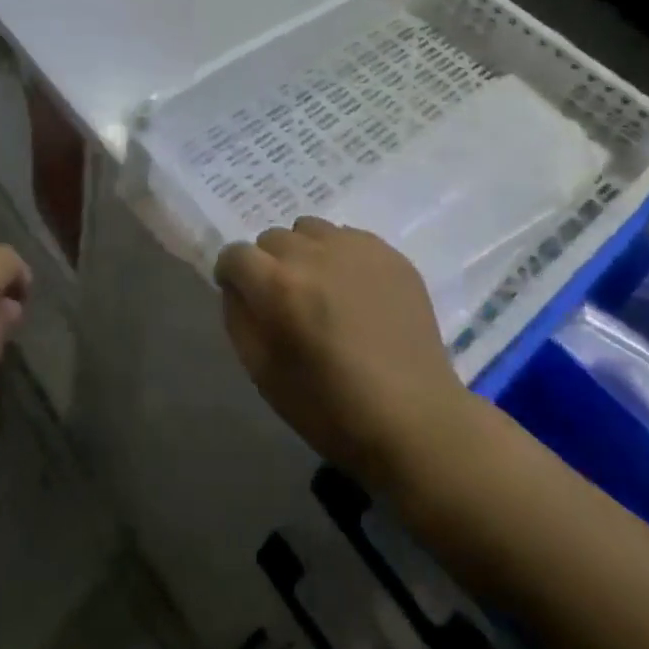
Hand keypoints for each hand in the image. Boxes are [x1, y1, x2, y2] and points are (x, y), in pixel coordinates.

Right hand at [217, 218, 471, 486]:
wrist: (415, 419)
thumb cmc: (331, 409)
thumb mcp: (263, 374)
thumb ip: (238, 318)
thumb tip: (235, 286)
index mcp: (279, 286)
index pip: (236, 254)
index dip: (232, 275)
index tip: (242, 295)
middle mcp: (314, 254)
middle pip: (271, 238)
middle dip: (269, 265)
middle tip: (287, 300)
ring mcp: (356, 248)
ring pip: (309, 229)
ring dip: (304, 253)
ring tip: (321, 289)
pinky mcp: (389, 252)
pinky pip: (347, 236)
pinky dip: (340, 256)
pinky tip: (355, 291)